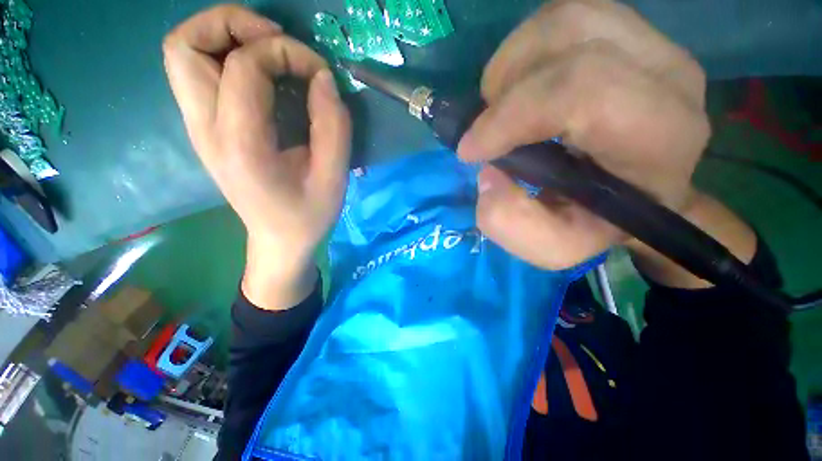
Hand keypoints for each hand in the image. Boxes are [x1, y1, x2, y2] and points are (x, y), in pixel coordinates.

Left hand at [164, 5, 350, 308]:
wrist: (279, 239)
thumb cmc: (309, 215)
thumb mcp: (334, 178)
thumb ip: (333, 127)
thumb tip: (324, 78)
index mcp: (241, 145)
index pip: (244, 66)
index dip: (286, 53)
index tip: (319, 73)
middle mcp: (205, 130)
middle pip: (185, 45)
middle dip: (232, 24)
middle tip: (277, 40)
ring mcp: (198, 128)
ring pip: (183, 53)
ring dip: (224, 36)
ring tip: (268, 50)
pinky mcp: (205, 129)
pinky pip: (197, 72)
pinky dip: (224, 55)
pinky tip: (261, 74)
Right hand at [458, 0, 711, 271]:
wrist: (639, 195)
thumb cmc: (597, 224)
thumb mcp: (552, 246)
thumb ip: (512, 223)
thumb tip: (488, 174)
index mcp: (660, 139)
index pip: (583, 91)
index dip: (510, 117)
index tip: (471, 150)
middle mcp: (669, 77)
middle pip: (572, 37)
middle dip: (506, 87)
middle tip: (486, 127)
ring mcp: (654, 45)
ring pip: (567, 16)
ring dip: (514, 62)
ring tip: (500, 105)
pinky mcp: (632, 34)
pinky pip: (567, 15)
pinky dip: (527, 48)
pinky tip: (520, 86)